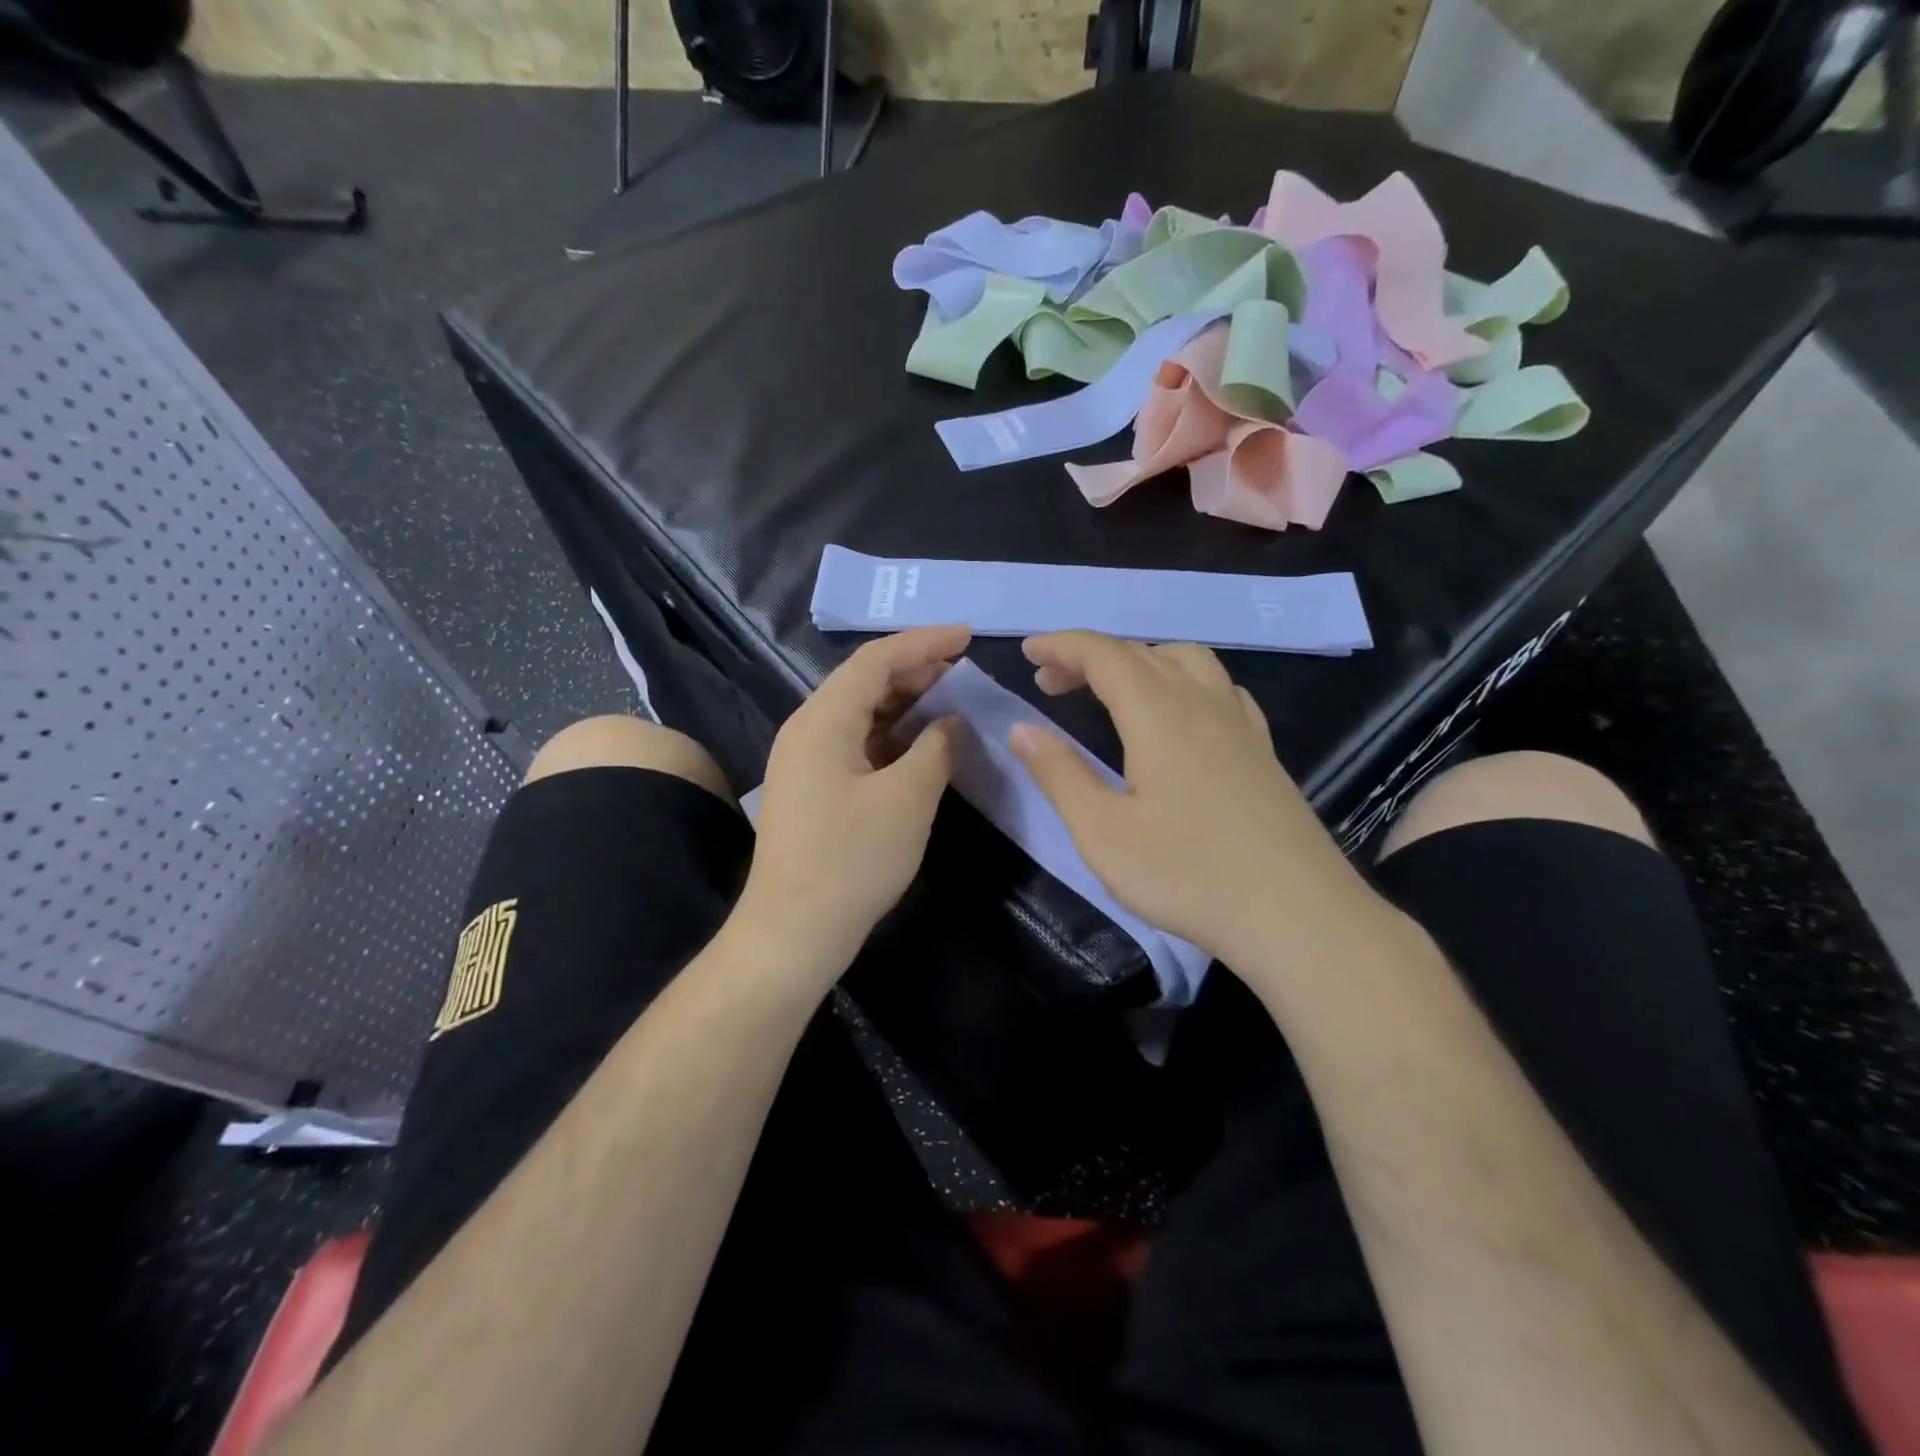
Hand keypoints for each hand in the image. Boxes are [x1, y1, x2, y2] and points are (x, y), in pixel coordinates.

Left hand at [735, 625, 967, 978]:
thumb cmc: (851, 861)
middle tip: (964, 670)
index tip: (968, 636)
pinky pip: (858, 744)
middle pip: (864, 682)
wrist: (794, 932)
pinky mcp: (815, 788)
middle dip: (916, 670)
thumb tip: (950, 722)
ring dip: (906, 703)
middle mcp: (808, 730)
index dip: (923, 642)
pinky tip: (923, 744)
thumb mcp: (907, 799)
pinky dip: (893, 736)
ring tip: (951, 700)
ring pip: (861, 714)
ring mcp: (807, 760)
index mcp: (822, 720)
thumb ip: (936, 749)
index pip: (875, 660)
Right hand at [1009, 631, 1375, 971]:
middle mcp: (1202, 703)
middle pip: (1141, 652)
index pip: (1104, 654)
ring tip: (1112, 691)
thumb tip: (1021, 729)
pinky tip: (1181, 715)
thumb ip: (1059, 774)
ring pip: (1187, 661)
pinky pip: (1220, 689)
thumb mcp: (1102, 832)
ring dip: (1140, 660)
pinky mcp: (1262, 751)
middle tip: (1051, 683)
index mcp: (1158, 715)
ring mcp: (1240, 724)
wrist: (1296, 915)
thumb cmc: (1187, 875)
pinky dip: (1184, 681)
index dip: (1062, 645)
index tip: (1027, 653)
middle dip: (1090, 656)